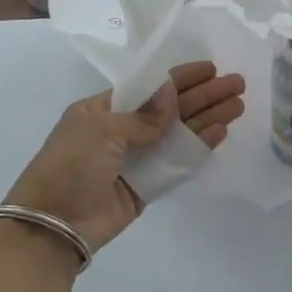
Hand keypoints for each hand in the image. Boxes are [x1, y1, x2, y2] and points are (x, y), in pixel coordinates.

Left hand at [3, 61, 245, 254]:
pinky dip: (197, 148)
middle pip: (170, 109)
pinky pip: (177, 163)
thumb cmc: (71, 165)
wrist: (53, 223)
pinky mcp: (146, 186)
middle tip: (237, 85)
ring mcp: (136, 159)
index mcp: (104, 109)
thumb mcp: (102, 130)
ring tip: (238, 106)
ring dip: (207, 119)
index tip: (210, 68)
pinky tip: (219, 133)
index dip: (181, 77)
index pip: (150, 86)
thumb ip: (143, 116)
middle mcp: (122, 130)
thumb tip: (171, 93)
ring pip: (178, 134)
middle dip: (203, 96)